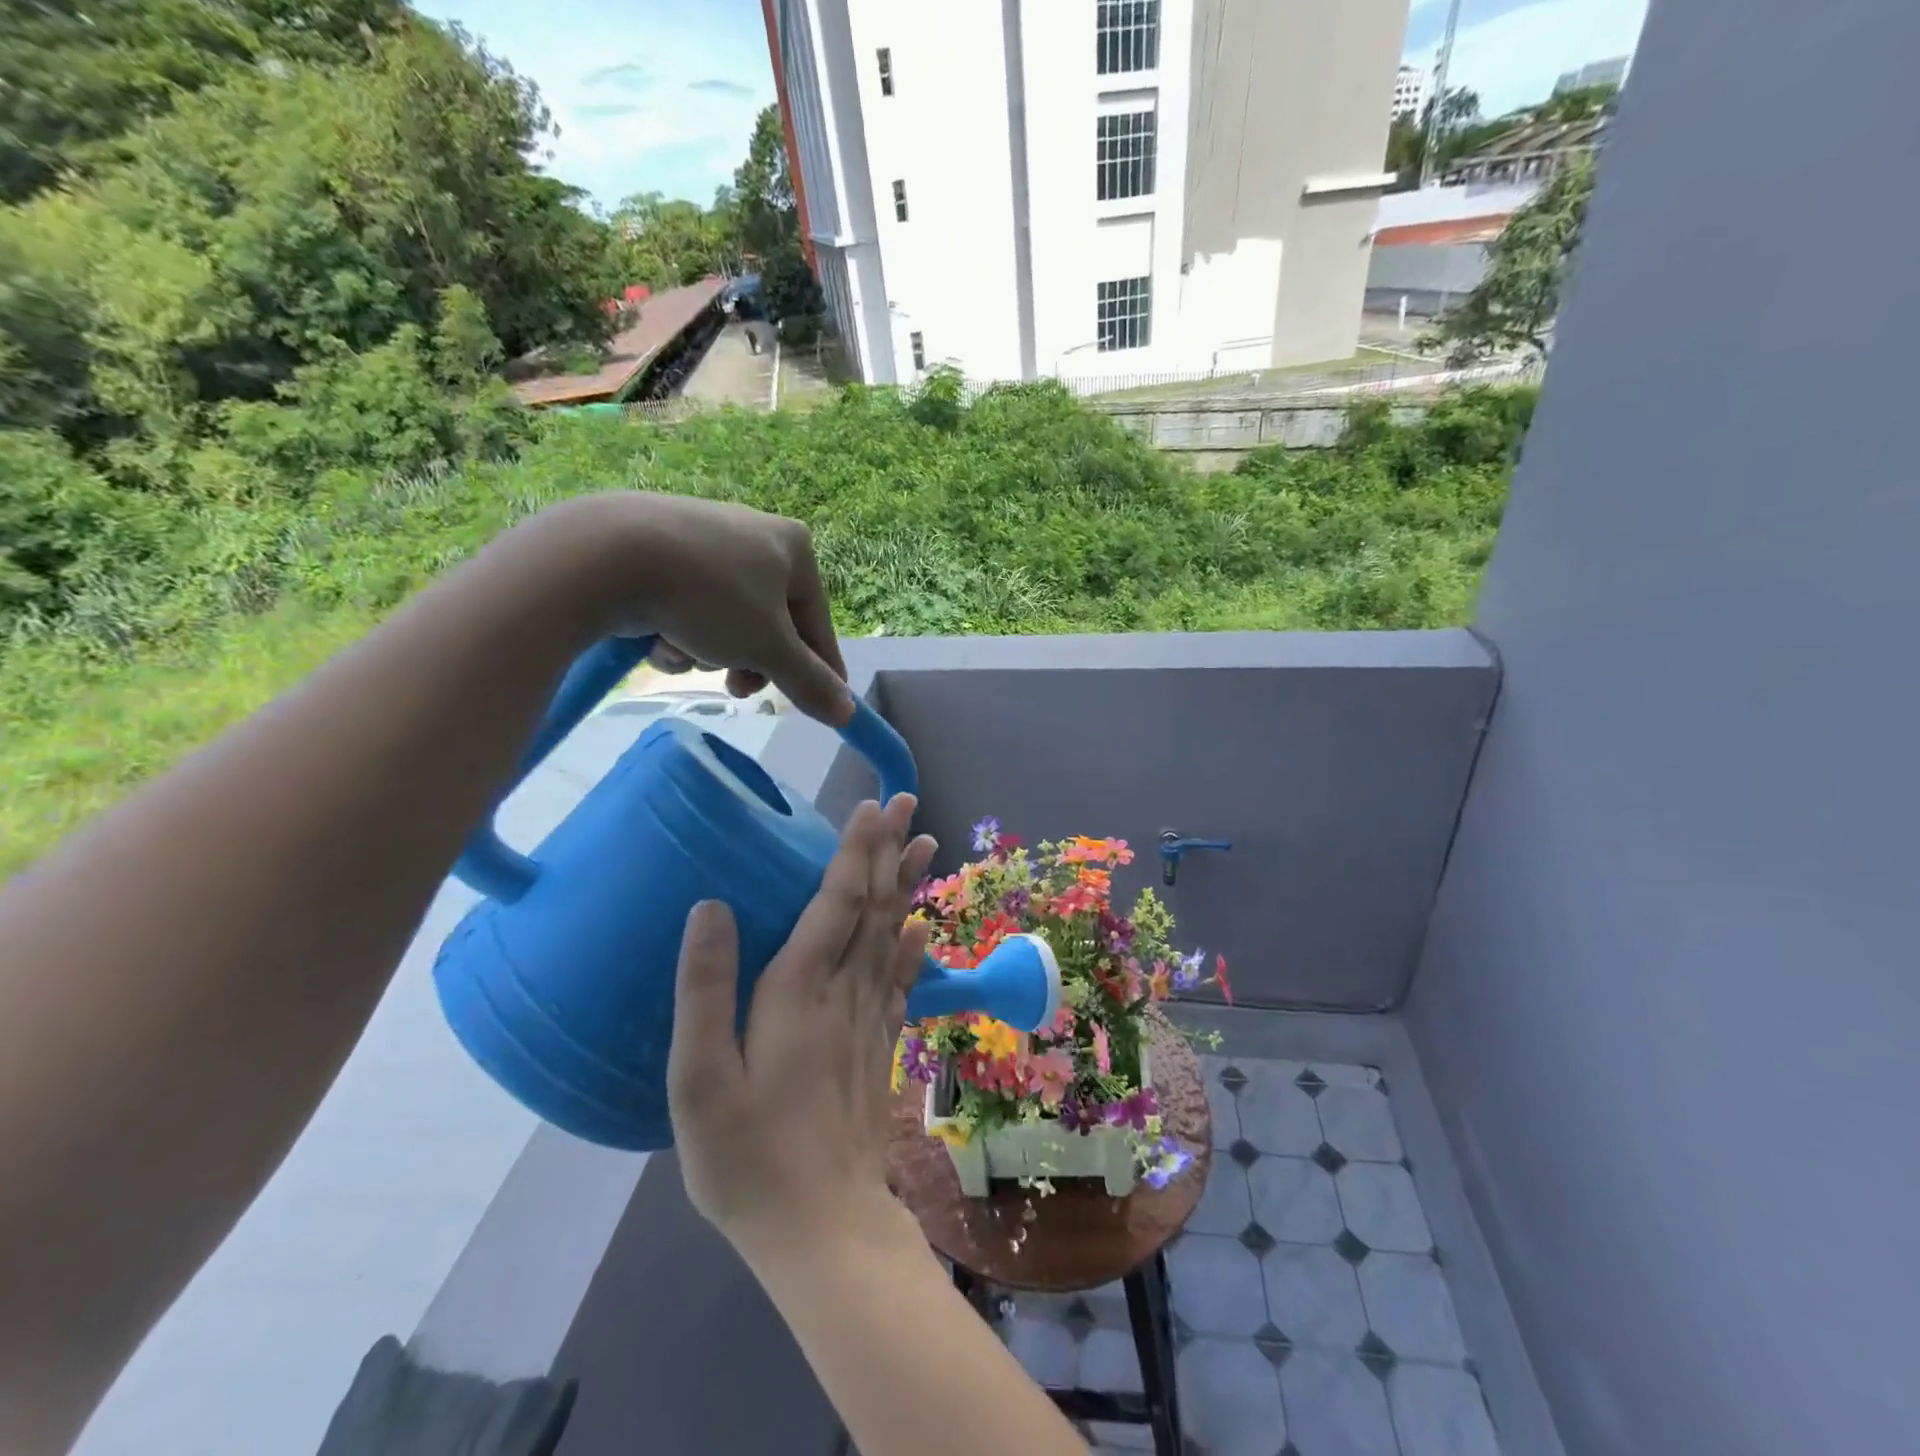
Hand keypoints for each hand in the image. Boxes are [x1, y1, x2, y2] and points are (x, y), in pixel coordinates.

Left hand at [573, 493, 852, 724]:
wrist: (604, 555)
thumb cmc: (710, 596)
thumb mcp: (769, 648)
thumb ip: (810, 682)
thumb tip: (848, 714)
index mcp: (794, 546)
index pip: (818, 624)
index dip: (820, 671)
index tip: (820, 707)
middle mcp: (754, 534)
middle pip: (769, 624)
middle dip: (750, 661)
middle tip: (736, 689)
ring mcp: (704, 540)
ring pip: (725, 621)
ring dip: (708, 650)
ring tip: (684, 652)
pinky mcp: (659, 550)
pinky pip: (687, 605)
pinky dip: (676, 630)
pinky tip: (655, 635)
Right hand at [667, 796, 937, 1259]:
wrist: (820, 1226)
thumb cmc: (747, 1156)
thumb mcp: (700, 1079)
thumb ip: (705, 989)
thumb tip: (711, 907)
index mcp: (800, 991)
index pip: (836, 902)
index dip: (854, 851)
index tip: (872, 807)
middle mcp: (846, 991)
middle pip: (874, 906)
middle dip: (889, 849)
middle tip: (907, 801)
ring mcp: (871, 1018)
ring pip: (894, 933)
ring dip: (908, 884)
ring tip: (926, 842)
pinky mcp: (880, 1045)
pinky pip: (904, 980)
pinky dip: (915, 945)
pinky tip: (923, 924)